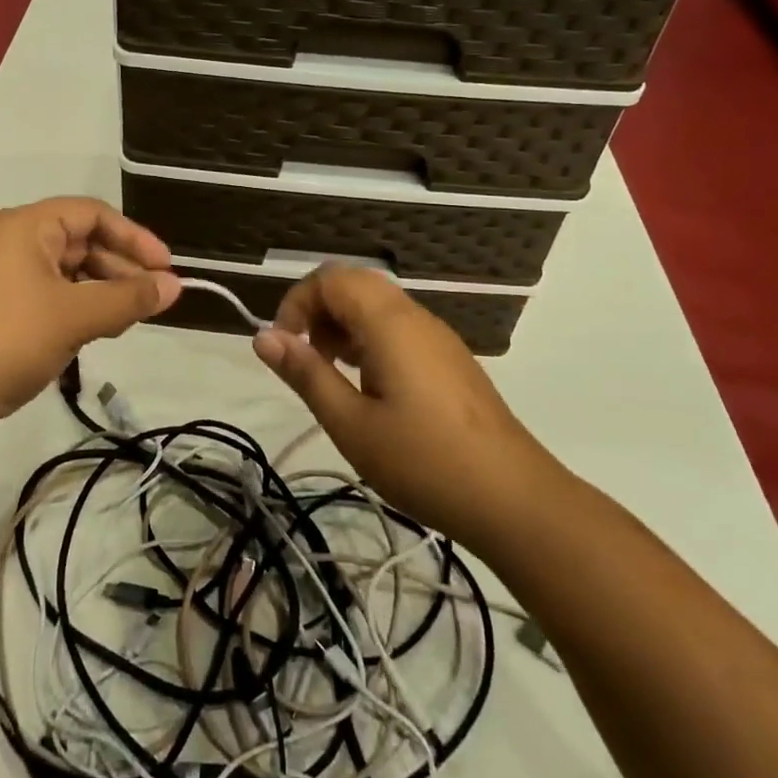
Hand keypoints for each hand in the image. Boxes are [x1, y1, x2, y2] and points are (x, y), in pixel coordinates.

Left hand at [0, 197, 180, 442]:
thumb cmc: (7, 339)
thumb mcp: (75, 316)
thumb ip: (129, 299)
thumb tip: (176, 287)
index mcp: (25, 226)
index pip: (92, 214)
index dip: (135, 238)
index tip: (166, 268)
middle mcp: (10, 242)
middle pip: (80, 242)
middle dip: (120, 268)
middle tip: (153, 299)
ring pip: (66, 273)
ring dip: (101, 292)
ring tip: (129, 319)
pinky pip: (48, 297)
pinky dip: (77, 309)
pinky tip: (96, 332)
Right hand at [252, 266, 555, 545]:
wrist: (514, 500)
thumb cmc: (424, 462)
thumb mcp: (351, 424)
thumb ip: (306, 374)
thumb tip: (262, 336)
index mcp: (389, 322)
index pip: (330, 278)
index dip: (296, 303)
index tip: (284, 348)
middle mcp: (415, 316)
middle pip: (354, 284)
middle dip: (318, 311)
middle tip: (306, 360)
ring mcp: (437, 336)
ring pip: (377, 305)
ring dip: (343, 326)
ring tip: (332, 377)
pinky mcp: (449, 359)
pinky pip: (398, 328)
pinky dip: (369, 341)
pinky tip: (368, 389)